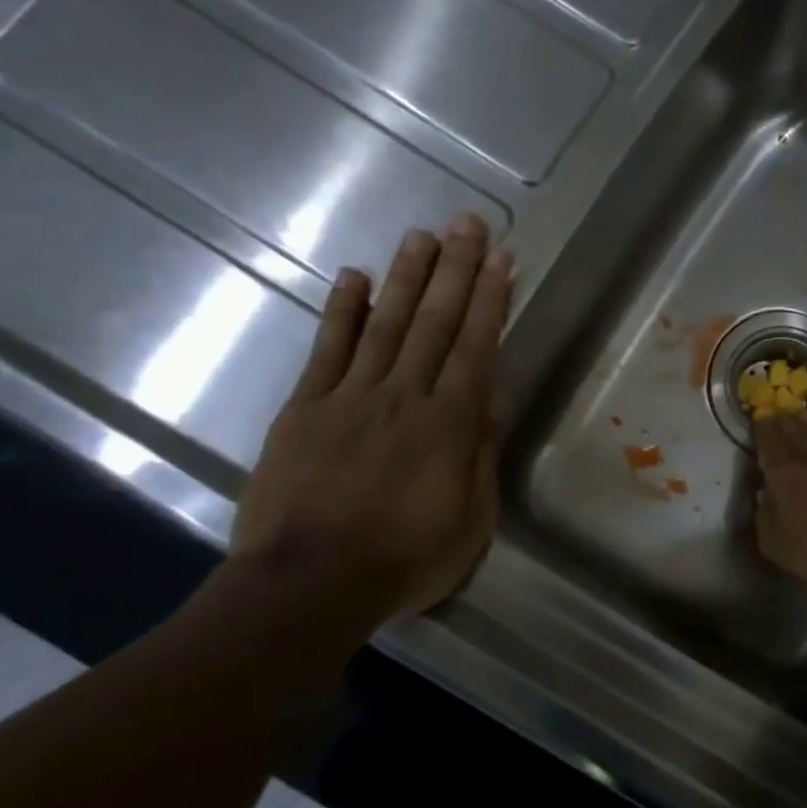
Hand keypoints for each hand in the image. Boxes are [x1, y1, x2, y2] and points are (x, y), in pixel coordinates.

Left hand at [229, 214, 512, 635]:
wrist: (310, 584)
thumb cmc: (404, 560)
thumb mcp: (469, 522)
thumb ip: (480, 457)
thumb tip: (490, 403)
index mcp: (448, 425)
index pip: (474, 349)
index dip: (489, 301)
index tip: (501, 260)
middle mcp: (403, 397)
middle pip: (433, 324)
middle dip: (454, 270)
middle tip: (467, 223)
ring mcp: (350, 398)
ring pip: (384, 325)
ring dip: (406, 278)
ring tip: (422, 235)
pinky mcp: (305, 409)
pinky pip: (327, 351)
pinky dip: (342, 312)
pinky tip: (354, 278)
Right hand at [753, 413, 806, 592]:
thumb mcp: (776, 546)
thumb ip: (764, 518)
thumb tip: (763, 497)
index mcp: (783, 474)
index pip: (769, 443)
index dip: (762, 428)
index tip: (758, 416)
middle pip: (794, 432)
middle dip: (782, 420)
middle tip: (776, 410)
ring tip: (801, 413)